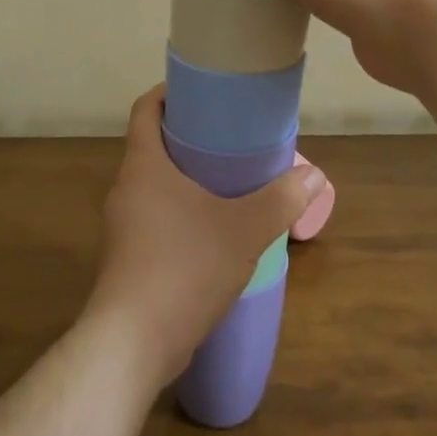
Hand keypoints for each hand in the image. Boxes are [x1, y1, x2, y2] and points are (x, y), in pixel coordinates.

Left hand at [84, 85, 320, 387]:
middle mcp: (126, 189)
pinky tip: (211, 231)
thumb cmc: (184, 267)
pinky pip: (153, 218)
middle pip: (151, 146)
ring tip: (227, 182)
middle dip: (187, 137)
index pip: (145, 109)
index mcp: (144, 166)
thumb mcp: (244, 230)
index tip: (200, 91)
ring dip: (184, 178)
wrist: (132, 343)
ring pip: (153, 186)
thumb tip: (314, 175)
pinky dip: (179, 212)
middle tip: (229, 137)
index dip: (168, 93)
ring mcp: (122, 226)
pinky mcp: (127, 258)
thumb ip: (280, 199)